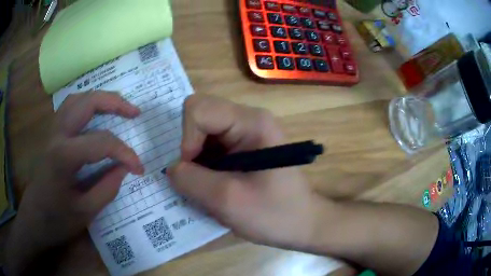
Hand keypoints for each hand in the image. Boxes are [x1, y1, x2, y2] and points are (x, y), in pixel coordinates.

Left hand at [5, 92, 143, 274]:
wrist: (33, 218)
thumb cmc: (56, 220)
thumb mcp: (85, 213)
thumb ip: (107, 188)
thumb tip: (124, 169)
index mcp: (64, 155)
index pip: (101, 143)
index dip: (125, 153)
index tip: (139, 168)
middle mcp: (57, 134)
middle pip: (87, 102)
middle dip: (114, 103)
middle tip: (134, 113)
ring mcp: (51, 131)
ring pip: (77, 99)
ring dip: (99, 99)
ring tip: (117, 108)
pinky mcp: (50, 134)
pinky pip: (69, 108)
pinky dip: (85, 104)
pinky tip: (93, 115)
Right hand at [167, 95, 333, 248]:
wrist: (303, 224)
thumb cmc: (275, 214)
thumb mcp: (228, 201)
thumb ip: (190, 180)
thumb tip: (171, 168)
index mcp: (251, 122)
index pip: (198, 108)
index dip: (187, 139)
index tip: (194, 170)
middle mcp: (248, 120)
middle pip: (199, 118)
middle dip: (190, 150)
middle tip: (199, 180)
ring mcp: (246, 133)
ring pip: (202, 135)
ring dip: (197, 162)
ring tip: (209, 188)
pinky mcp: (243, 148)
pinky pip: (211, 148)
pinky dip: (204, 167)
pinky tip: (215, 187)